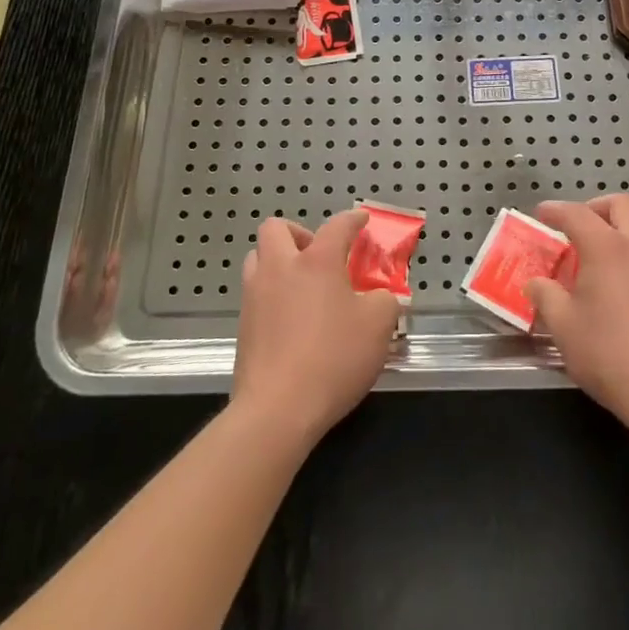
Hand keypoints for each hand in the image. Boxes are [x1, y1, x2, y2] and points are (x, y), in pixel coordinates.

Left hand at [232, 209, 400, 447]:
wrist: (277, 410)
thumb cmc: (333, 358)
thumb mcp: (378, 326)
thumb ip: (385, 301)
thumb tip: (380, 297)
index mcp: (317, 261)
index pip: (337, 226)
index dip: (352, 220)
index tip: (361, 220)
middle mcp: (280, 268)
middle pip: (276, 229)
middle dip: (298, 232)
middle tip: (319, 255)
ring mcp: (255, 296)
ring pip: (258, 258)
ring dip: (278, 261)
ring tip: (301, 284)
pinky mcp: (243, 326)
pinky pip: (255, 294)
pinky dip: (272, 294)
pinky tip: (291, 318)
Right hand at [526, 194, 628, 432]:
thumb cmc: (608, 354)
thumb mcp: (563, 326)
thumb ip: (545, 296)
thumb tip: (536, 283)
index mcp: (607, 248)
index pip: (576, 214)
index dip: (555, 210)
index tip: (541, 213)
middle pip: (621, 204)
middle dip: (596, 207)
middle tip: (577, 228)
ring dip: (619, 228)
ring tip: (597, 255)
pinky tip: (619, 283)